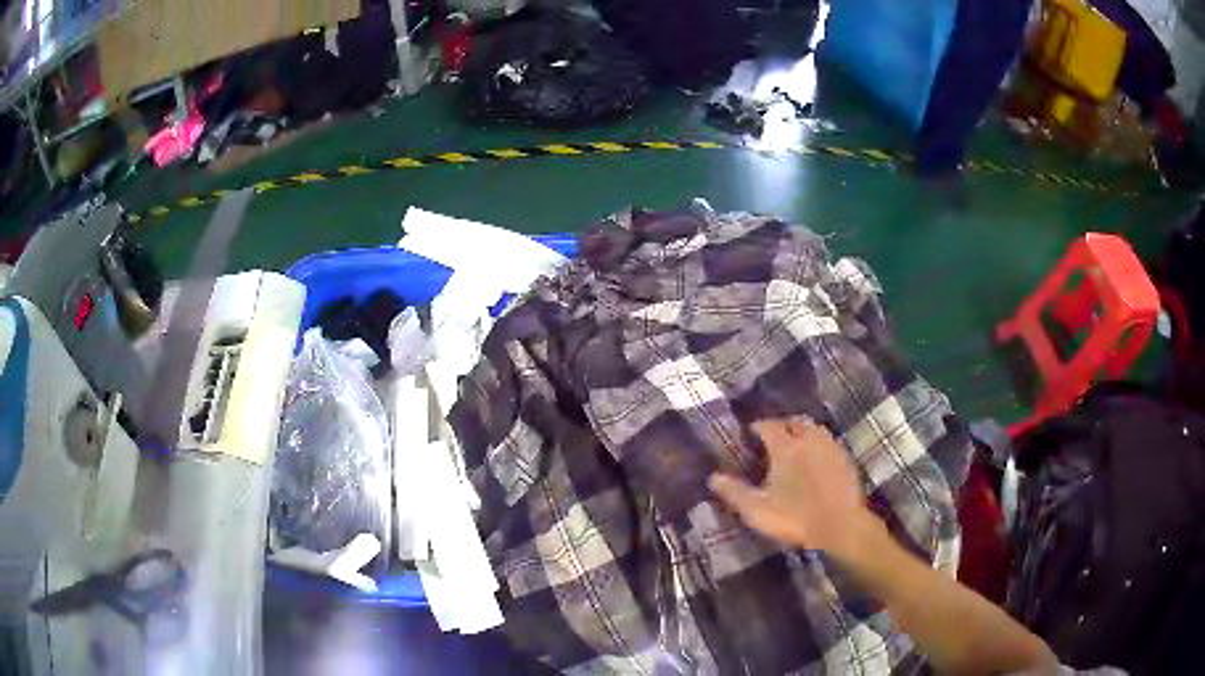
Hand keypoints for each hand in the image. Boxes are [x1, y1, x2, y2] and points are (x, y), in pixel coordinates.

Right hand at [709, 418, 878, 560]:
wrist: (840, 526)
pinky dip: (819, 445)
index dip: (758, 427)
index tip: (749, 434)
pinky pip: (829, 443)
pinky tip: (816, 461)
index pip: (769, 426)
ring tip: (795, 446)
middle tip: (773, 438)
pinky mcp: (846, 460)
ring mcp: (831, 448)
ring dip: (803, 433)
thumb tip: (713, 477)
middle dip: (783, 425)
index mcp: (786, 447)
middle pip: (795, 422)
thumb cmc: (795, 517)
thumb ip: (734, 492)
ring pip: (815, 430)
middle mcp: (809, 439)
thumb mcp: (757, 510)